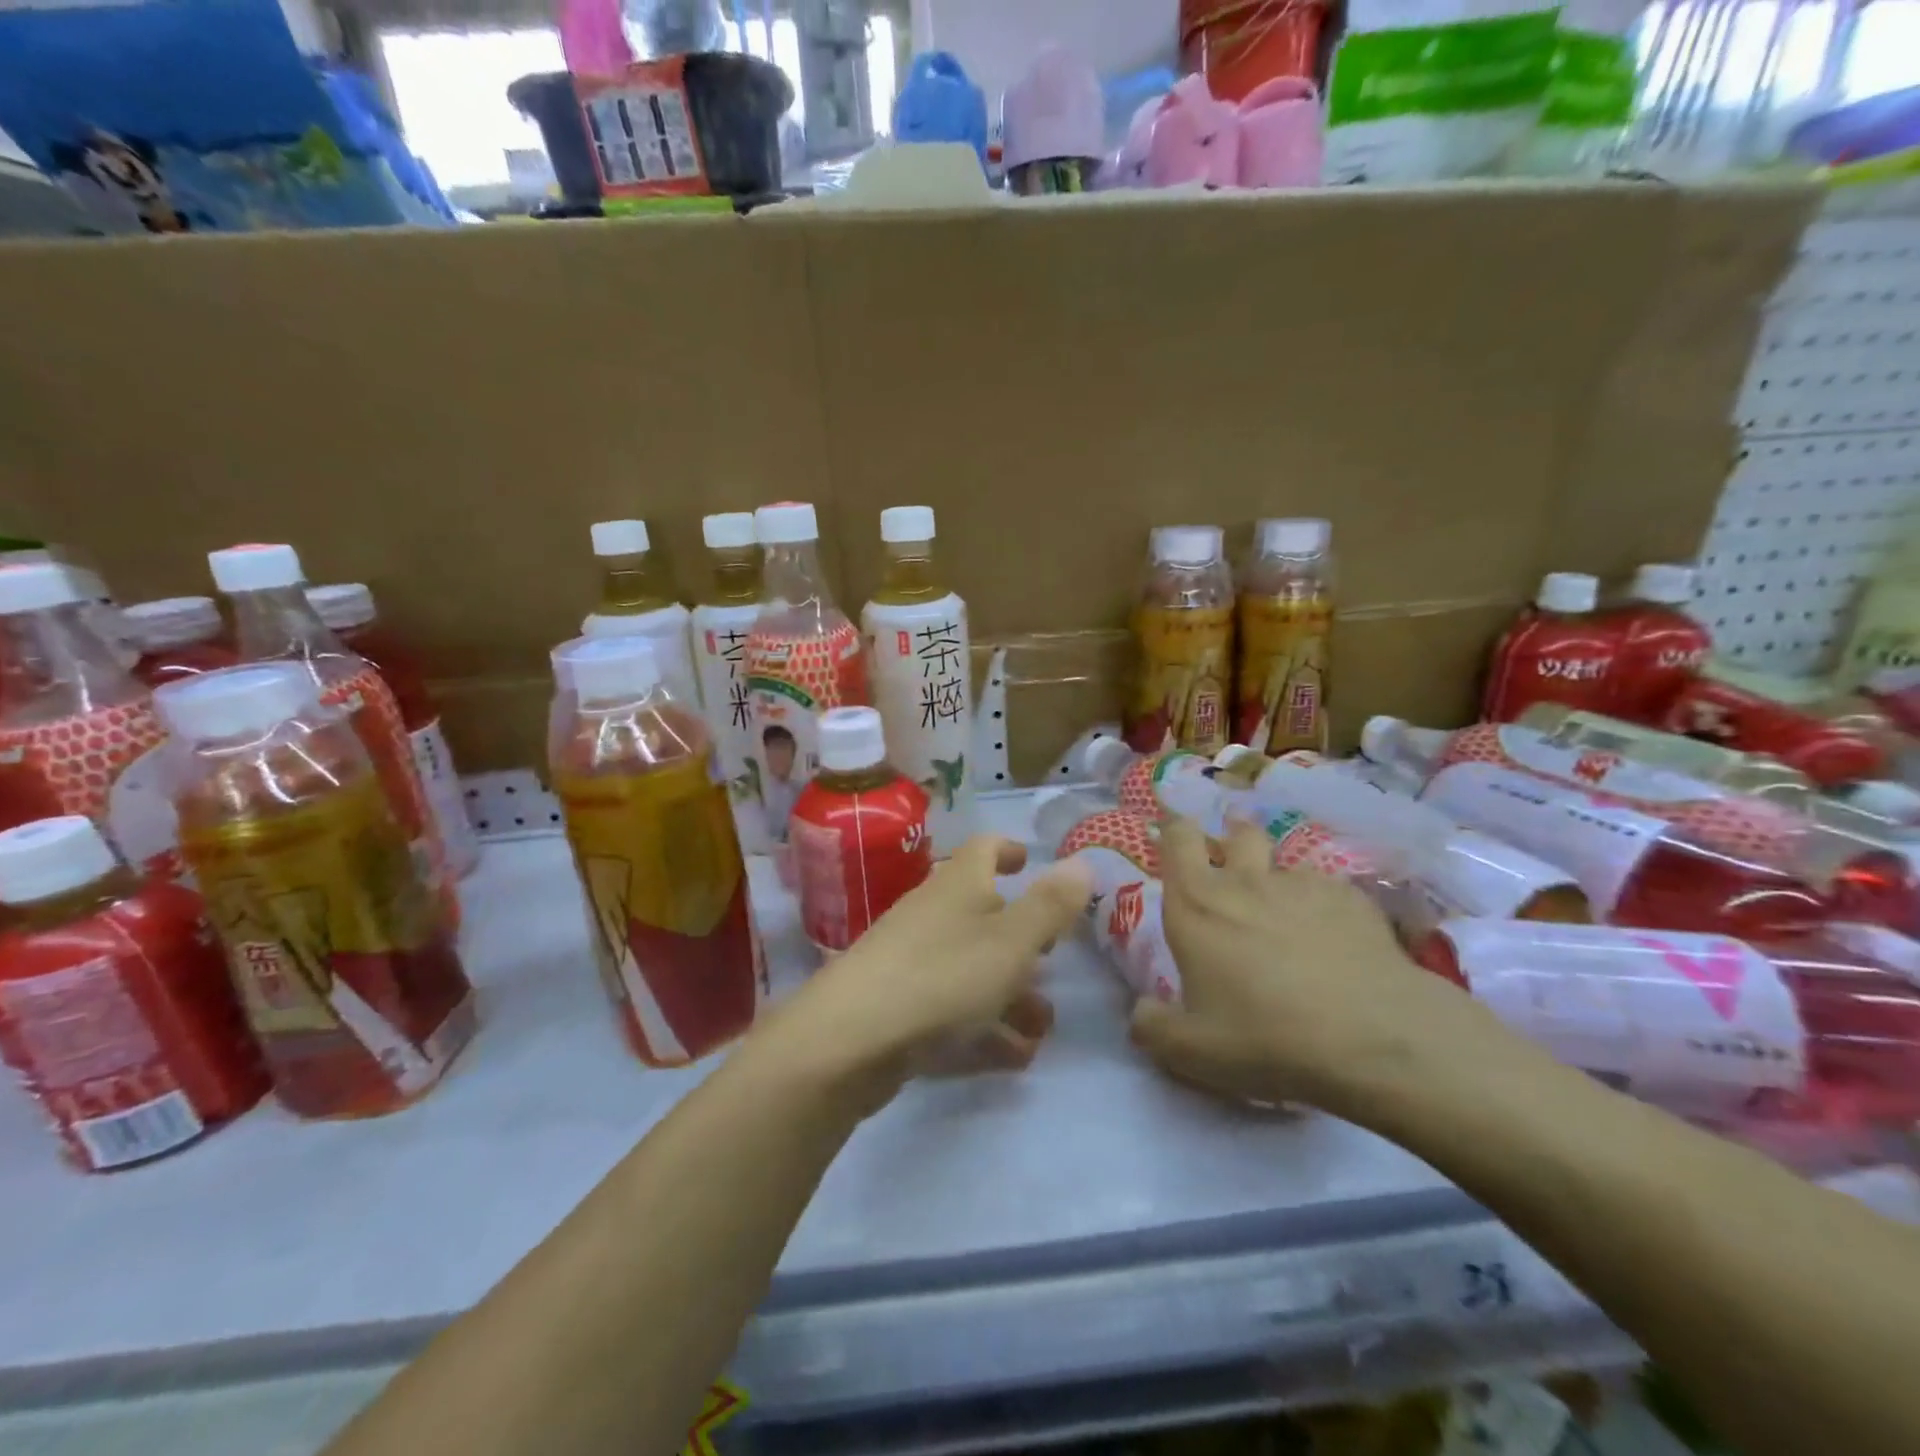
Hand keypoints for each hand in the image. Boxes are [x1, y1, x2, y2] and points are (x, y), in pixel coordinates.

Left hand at [764, 837, 1093, 1111]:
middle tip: (1052, 959)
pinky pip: (952, 1008)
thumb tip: (1082, 861)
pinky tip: (1014, 1057)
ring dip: (1010, 992)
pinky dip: (984, 1026)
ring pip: (970, 967)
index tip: (1027, 860)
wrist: (850, 1039)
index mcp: (958, 886)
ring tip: (1043, 1027)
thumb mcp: (1011, 940)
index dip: (1007, 850)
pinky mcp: (898, 1006)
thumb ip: (1050, 905)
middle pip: (981, 913)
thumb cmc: (942, 975)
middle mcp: (933, 915)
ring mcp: (911, 960)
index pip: (983, 850)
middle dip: (1020, 938)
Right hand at [1130, 818, 1483, 1113]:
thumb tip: (1142, 1011)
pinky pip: (1328, 891)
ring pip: (1285, 863)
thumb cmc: (1266, 1037)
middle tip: (1234, 863)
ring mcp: (1303, 884)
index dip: (1174, 830)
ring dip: (1279, 880)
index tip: (1173, 838)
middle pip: (1237, 832)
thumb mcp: (1191, 1050)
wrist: (1374, 1039)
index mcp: (1196, 904)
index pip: (1177, 838)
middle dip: (1232, 838)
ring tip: (1290, 917)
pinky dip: (1323, 908)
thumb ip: (1152, 1026)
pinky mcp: (1352, 899)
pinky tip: (1337, 943)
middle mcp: (1245, 881)